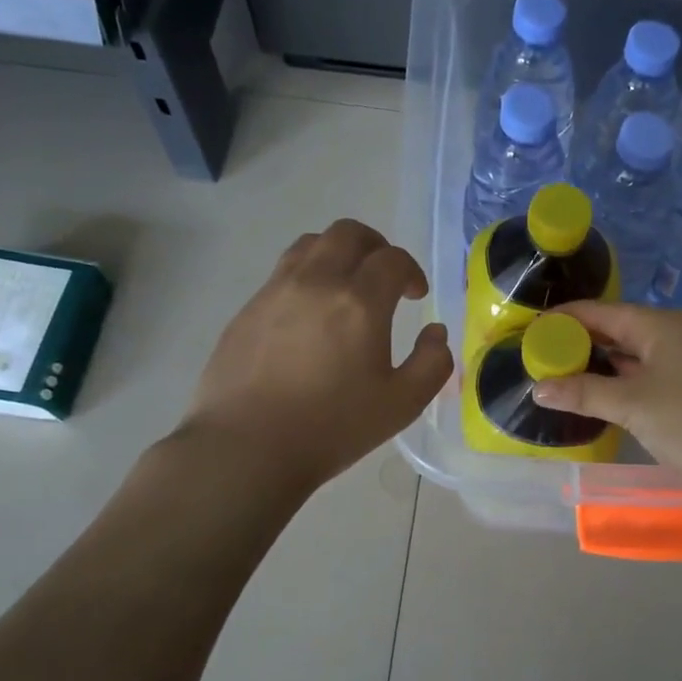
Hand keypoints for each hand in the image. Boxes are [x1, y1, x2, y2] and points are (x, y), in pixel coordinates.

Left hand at [175, 220, 452, 489]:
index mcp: (359, 302)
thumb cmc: (332, 427)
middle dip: (376, 247)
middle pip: (348, 233)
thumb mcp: (401, 405)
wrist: (246, 447)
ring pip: (311, 245)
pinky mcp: (247, 309)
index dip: (411, 271)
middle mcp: (316, 282)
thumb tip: (435, 333)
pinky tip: (310, 317)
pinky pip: (282, 272)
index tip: (415, 295)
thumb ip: (432, 363)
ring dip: (338, 254)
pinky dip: (307, 277)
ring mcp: (275, 291)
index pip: (392, 259)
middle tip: (385, 278)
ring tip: (346, 288)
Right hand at [530, 301, 681, 491]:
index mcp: (661, 326)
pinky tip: (594, 396)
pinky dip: (617, 384)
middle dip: (580, 342)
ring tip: (558, 374)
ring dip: (598, 365)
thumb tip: (538, 388)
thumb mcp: (631, 404)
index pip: (604, 311)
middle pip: (618, 331)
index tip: (532, 328)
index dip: (567, 318)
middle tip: (539, 355)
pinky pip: (643, 378)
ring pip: (631, 357)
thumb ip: (583, 393)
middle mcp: (673, 337)